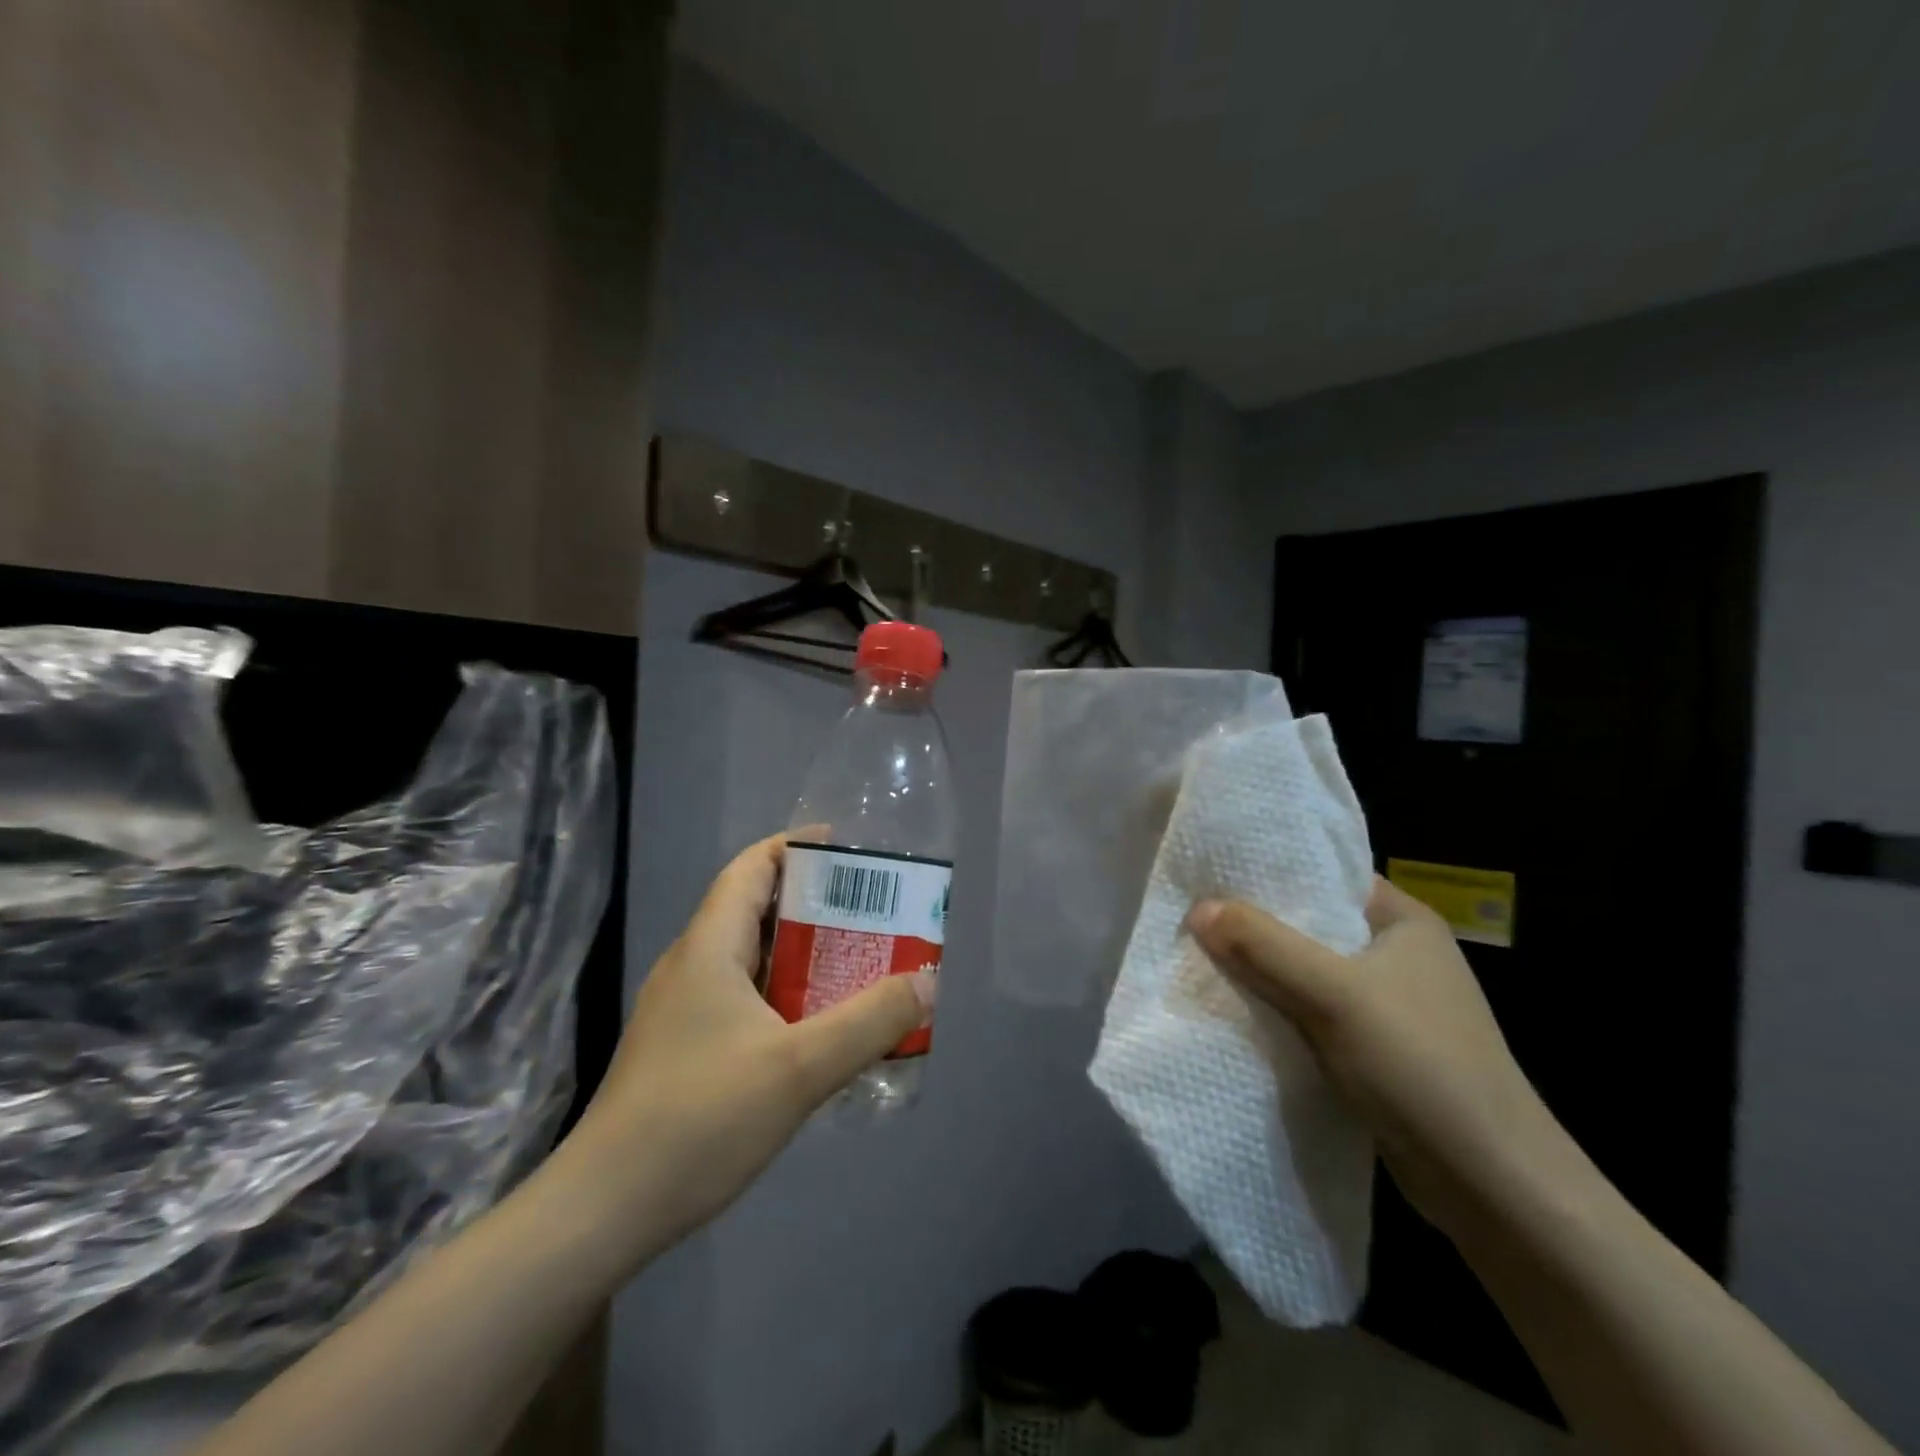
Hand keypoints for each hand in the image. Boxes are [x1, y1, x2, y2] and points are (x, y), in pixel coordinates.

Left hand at [558, 832, 931, 1268]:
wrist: (603, 1211)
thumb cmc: (699, 1120)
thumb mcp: (799, 1068)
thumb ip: (870, 1022)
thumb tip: (926, 982)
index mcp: (708, 948)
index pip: (751, 868)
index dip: (796, 847)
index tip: (849, 851)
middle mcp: (691, 966)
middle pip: (756, 910)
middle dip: (815, 904)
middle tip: (873, 913)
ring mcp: (682, 1010)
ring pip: (751, 959)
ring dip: (803, 954)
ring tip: (860, 963)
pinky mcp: (683, 1049)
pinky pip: (744, 999)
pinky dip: (786, 995)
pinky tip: (819, 1028)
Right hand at [1188, 879, 1573, 1235]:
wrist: (1493, 1186)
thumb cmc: (1421, 1066)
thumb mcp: (1334, 994)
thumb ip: (1264, 946)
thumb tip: (1198, 908)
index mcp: (1403, 921)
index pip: (1327, 875)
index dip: (1271, 871)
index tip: (1214, 870)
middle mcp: (1398, 954)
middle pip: (1311, 924)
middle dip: (1256, 924)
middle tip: (1195, 914)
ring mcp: (1389, 1005)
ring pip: (1308, 971)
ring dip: (1264, 971)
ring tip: (1202, 956)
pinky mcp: (1377, 1049)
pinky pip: (1313, 1011)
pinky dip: (1279, 1008)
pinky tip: (1237, 1009)